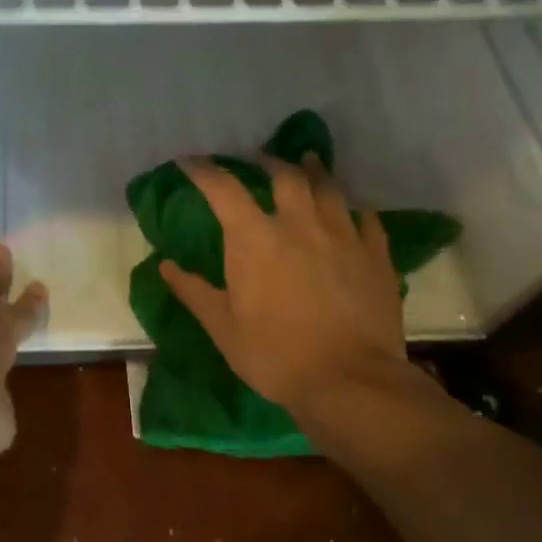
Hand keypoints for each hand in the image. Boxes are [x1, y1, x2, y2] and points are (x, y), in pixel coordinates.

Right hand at [159, 156, 443, 427]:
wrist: (351, 382)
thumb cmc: (276, 355)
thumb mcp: (223, 328)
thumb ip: (194, 291)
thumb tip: (165, 265)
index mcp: (256, 239)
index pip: (224, 189)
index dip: (203, 170)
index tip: (189, 162)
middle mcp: (300, 225)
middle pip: (285, 175)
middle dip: (268, 161)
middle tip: (258, 159)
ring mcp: (343, 237)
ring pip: (330, 189)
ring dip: (315, 172)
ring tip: (308, 163)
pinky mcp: (376, 257)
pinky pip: (367, 221)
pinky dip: (356, 212)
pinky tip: (354, 213)